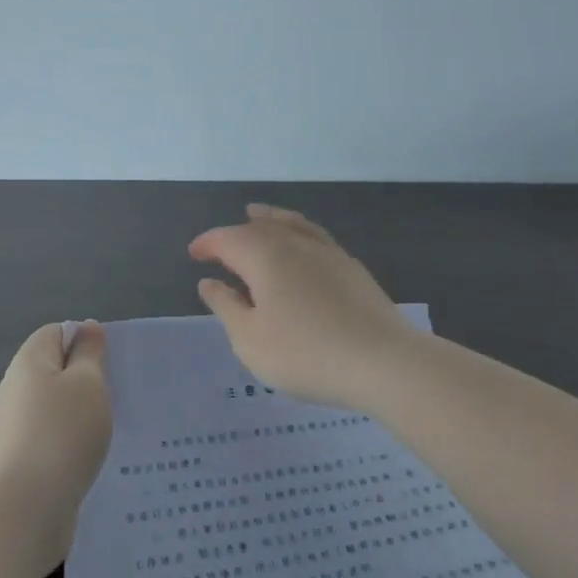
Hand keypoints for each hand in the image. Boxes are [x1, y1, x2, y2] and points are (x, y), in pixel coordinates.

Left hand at [0, 320, 113, 575]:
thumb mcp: (87, 383)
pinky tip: (93, 458)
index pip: (56, 333)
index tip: (113, 361)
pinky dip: (72, 443)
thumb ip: (89, 352)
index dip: (84, 339)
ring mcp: (16, 427)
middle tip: (121, 393)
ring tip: (114, 427)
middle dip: (87, 379)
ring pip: (56, 408)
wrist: (25, 510)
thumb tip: (85, 327)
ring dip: (82, 415)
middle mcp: (16, 389)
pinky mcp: (22, 461)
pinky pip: (52, 439)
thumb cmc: (62, 432)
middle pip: (55, 370)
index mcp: (29, 361)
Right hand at [191, 204, 424, 412]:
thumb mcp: (250, 339)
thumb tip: (209, 282)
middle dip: (235, 233)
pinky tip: (301, 245)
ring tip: (258, 215)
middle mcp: (295, 244)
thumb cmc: (305, 354)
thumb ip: (226, 307)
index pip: (227, 239)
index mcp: (264, 256)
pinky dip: (298, 231)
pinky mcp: (352, 268)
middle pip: (259, 228)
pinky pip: (315, 236)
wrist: (383, 362)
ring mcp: (328, 253)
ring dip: (270, 219)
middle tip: (219, 247)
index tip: (194, 256)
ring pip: (292, 225)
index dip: (207, 244)